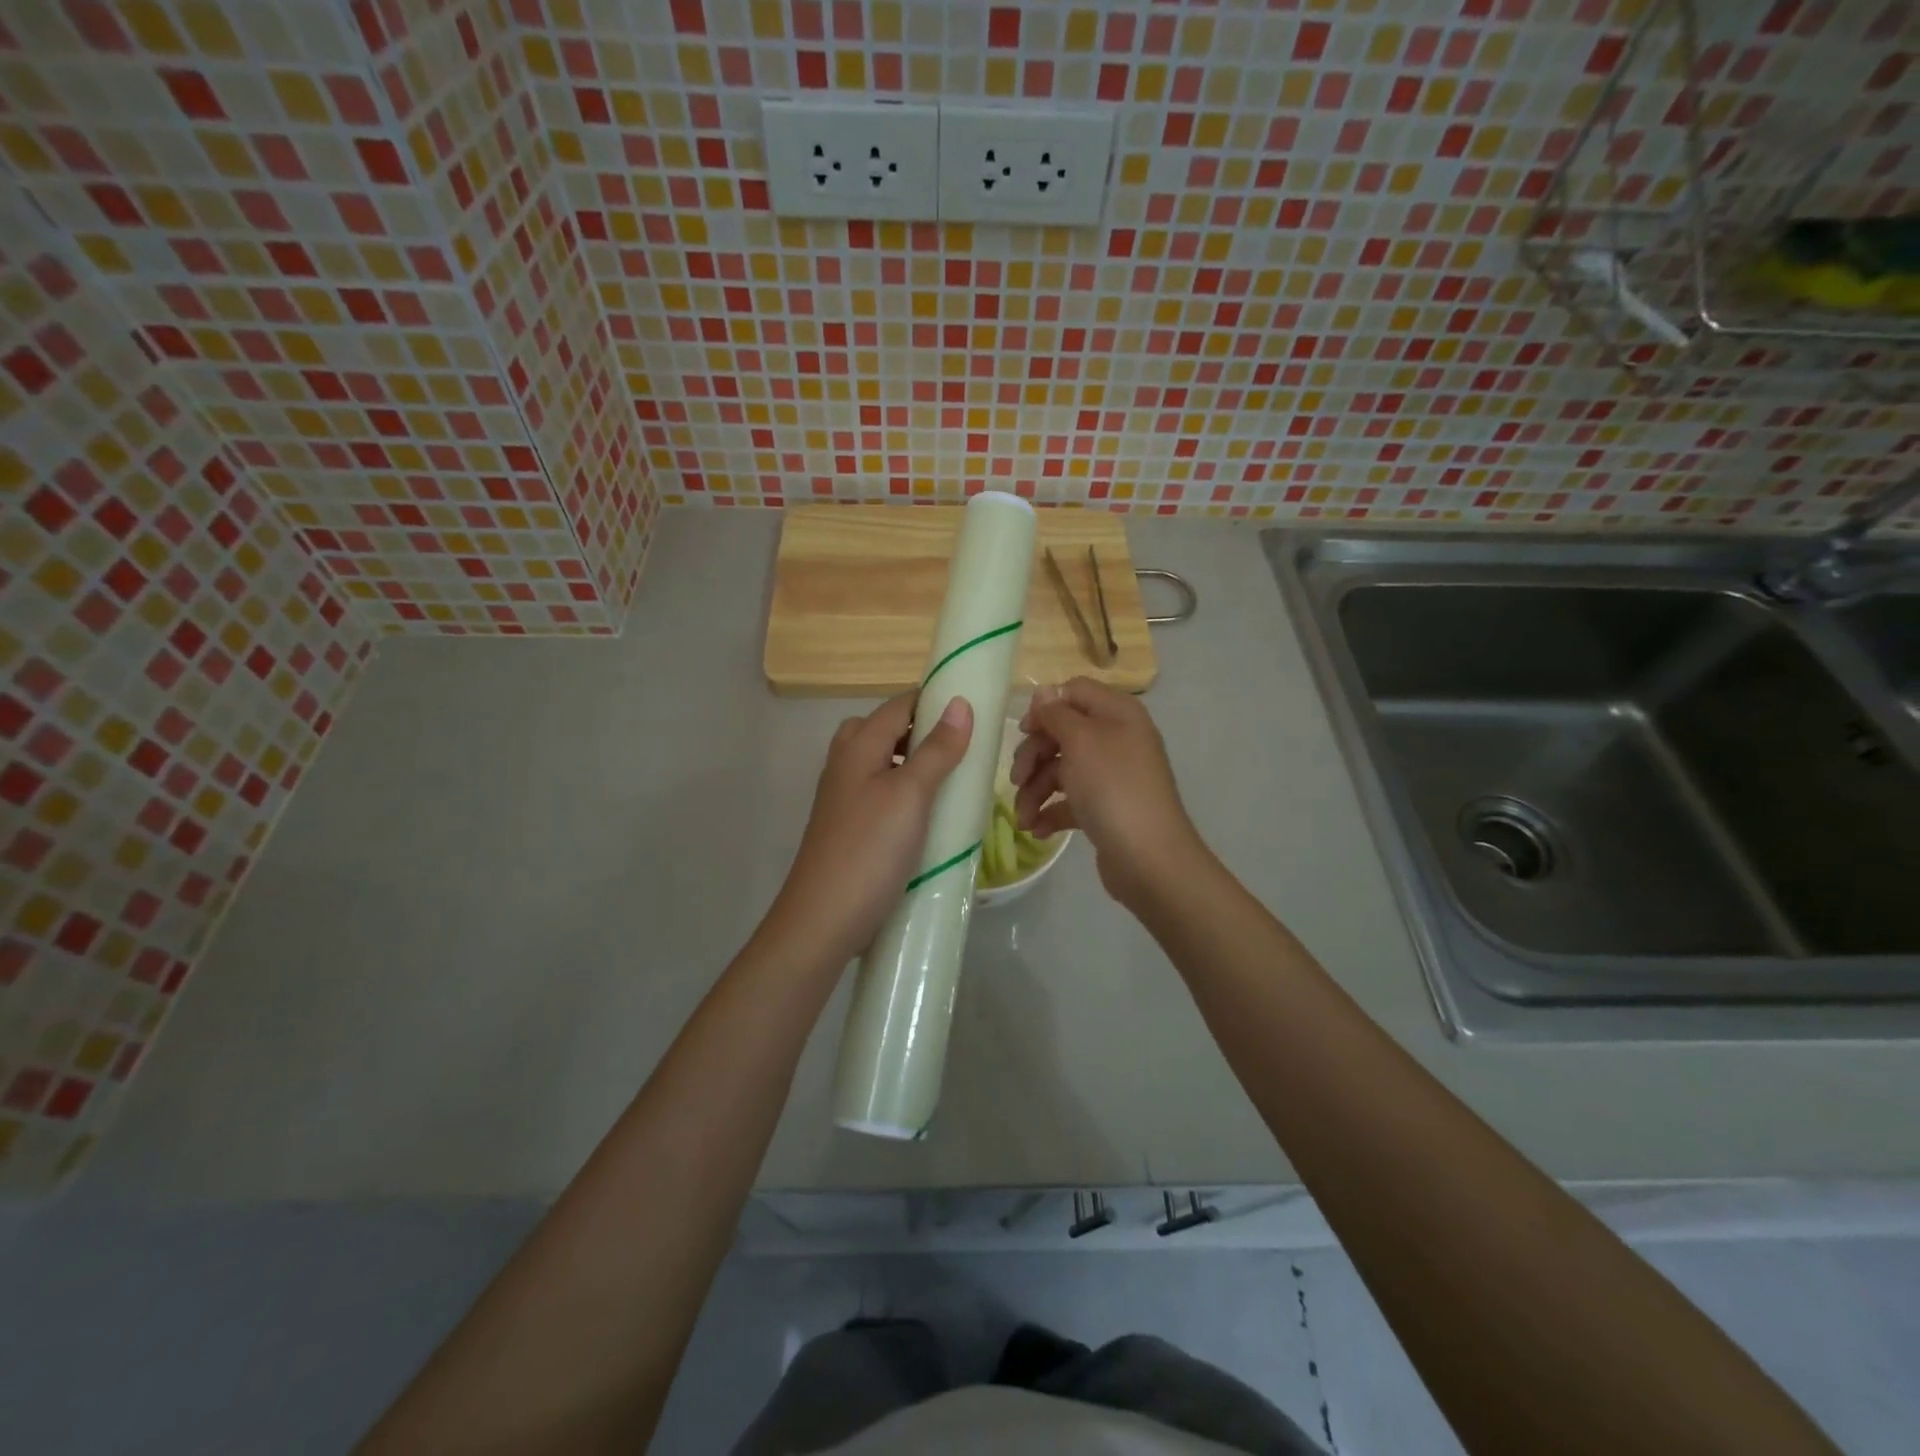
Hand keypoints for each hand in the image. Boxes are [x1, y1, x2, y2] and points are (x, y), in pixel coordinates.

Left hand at [767, 692, 972, 966]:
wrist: (824, 918)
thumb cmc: (871, 848)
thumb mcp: (911, 794)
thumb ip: (936, 749)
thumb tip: (960, 703)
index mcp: (858, 745)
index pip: (899, 705)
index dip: (934, 700)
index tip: (974, 710)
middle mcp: (845, 763)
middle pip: (886, 730)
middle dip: (923, 731)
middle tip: (963, 748)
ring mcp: (843, 796)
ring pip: (882, 763)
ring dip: (915, 763)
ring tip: (952, 779)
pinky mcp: (848, 825)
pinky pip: (880, 793)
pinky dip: (905, 792)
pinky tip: (927, 814)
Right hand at [1011, 678, 1205, 907]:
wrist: (1149, 858)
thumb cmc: (1113, 787)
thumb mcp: (1081, 740)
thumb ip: (1057, 713)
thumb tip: (1044, 692)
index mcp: (1117, 713)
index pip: (1074, 692)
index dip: (1046, 708)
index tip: (1024, 731)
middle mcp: (1117, 739)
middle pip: (1063, 734)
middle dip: (1034, 756)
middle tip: (1017, 779)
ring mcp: (1112, 776)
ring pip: (1062, 771)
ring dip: (1036, 791)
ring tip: (1023, 818)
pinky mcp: (1106, 809)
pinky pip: (1070, 801)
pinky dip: (1051, 812)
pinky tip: (1037, 829)